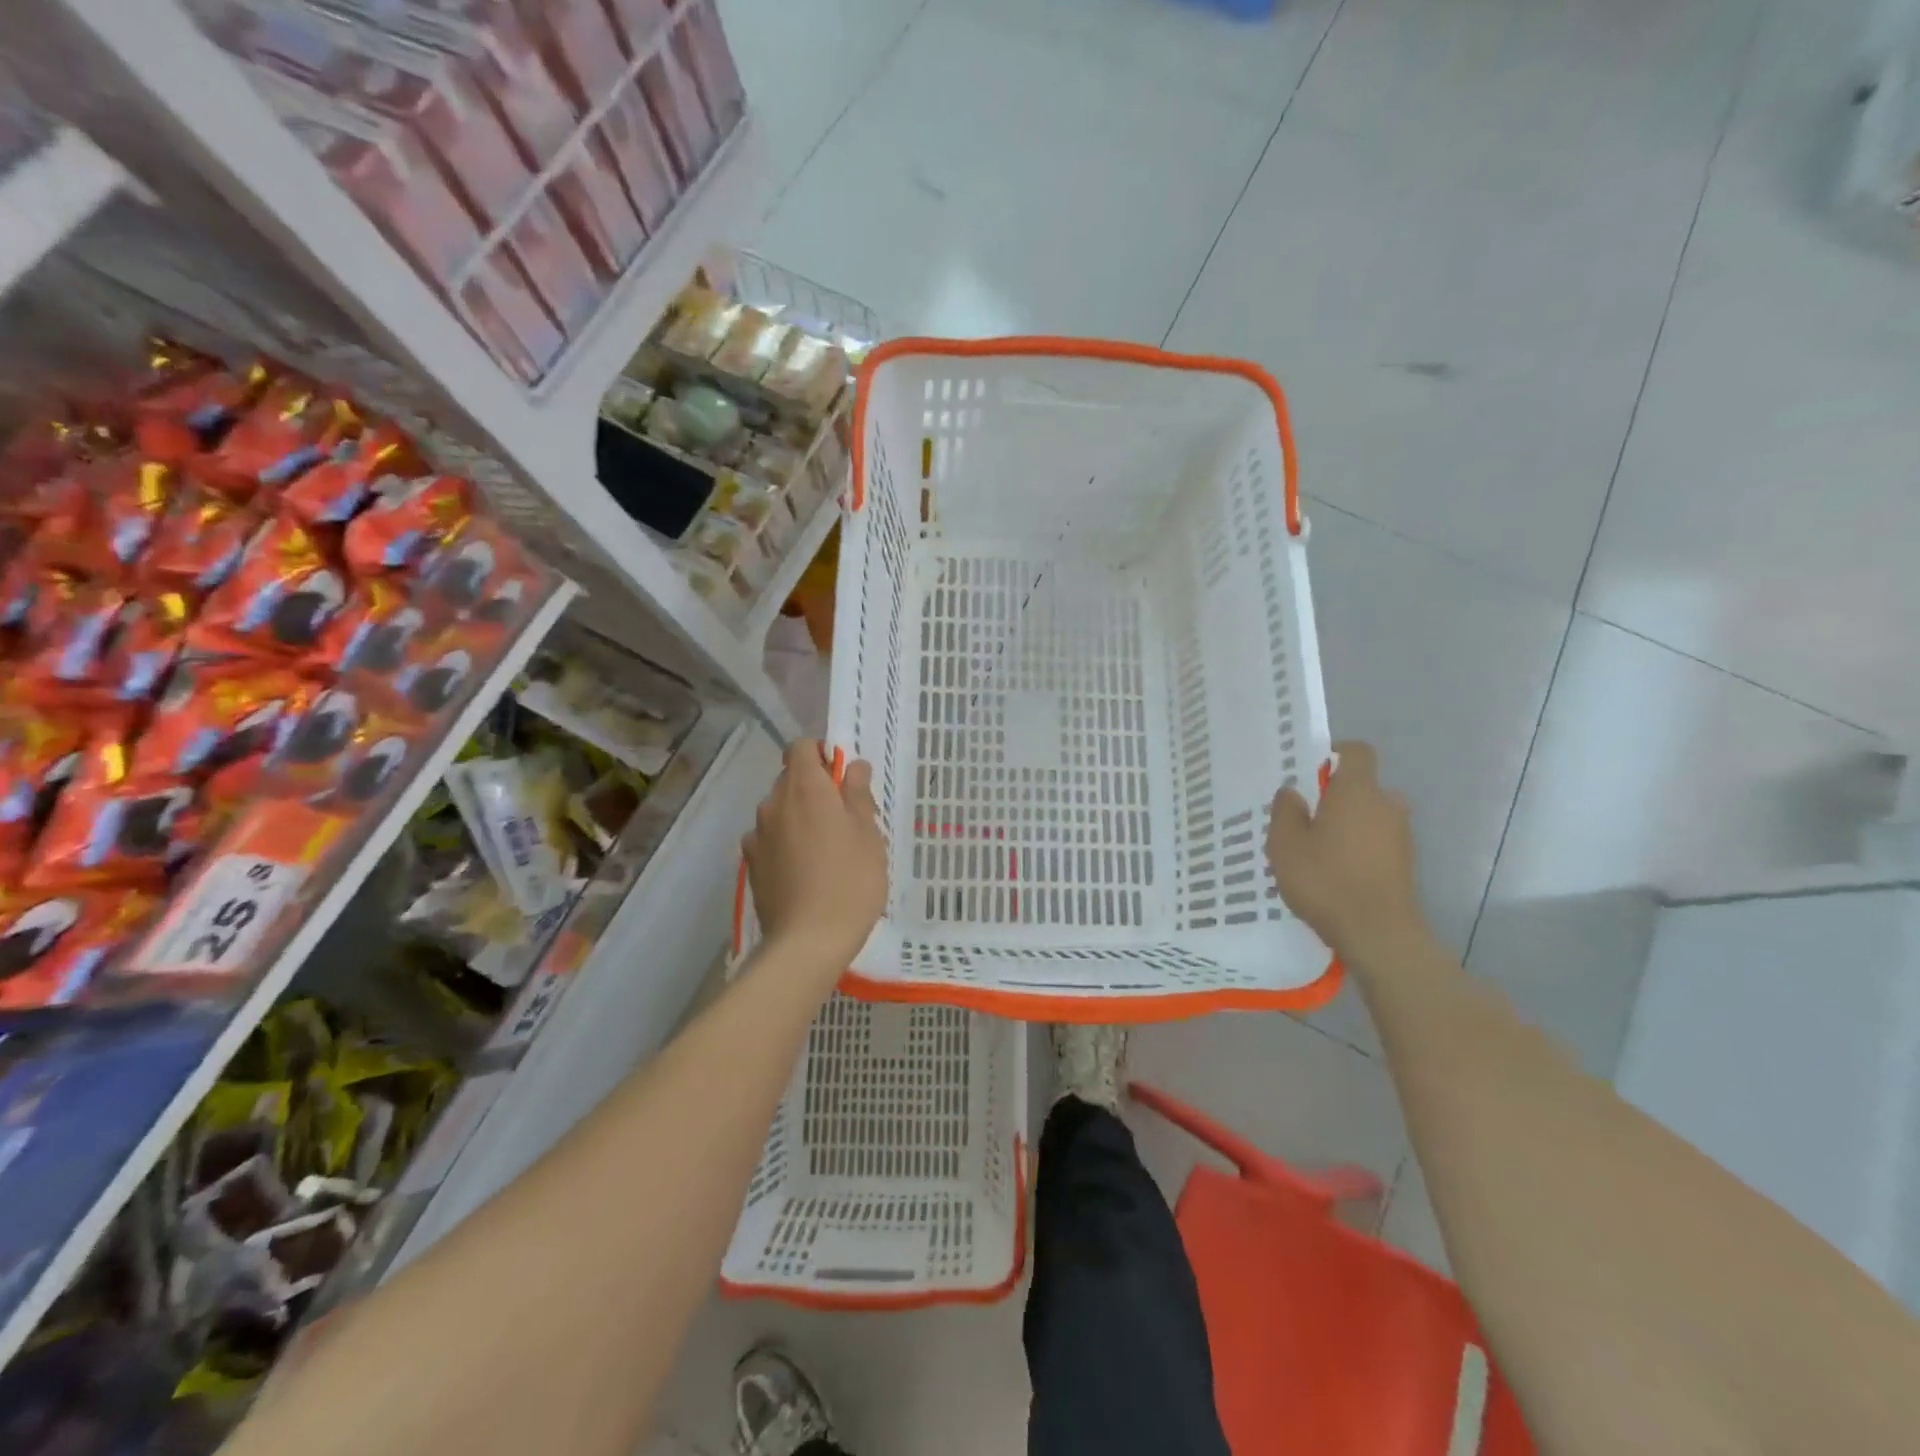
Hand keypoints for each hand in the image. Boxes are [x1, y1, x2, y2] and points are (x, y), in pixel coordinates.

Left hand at [744, 740, 887, 970]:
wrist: (808, 941)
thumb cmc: (850, 881)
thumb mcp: (868, 834)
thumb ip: (857, 794)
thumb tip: (852, 766)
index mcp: (805, 788)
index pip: (801, 747)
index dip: (821, 754)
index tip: (842, 778)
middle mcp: (773, 803)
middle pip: (790, 778)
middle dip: (814, 789)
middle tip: (844, 818)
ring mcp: (757, 834)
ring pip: (779, 810)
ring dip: (799, 817)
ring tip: (825, 850)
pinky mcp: (751, 863)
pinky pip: (770, 839)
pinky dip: (784, 843)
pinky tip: (803, 870)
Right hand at [1266, 740, 1429, 963]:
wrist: (1378, 934)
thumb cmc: (1326, 880)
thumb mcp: (1285, 845)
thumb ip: (1286, 811)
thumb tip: (1293, 792)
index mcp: (1358, 791)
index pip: (1357, 752)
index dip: (1335, 753)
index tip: (1311, 771)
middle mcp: (1387, 805)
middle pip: (1362, 786)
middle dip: (1336, 796)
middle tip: (1305, 818)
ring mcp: (1401, 835)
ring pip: (1370, 815)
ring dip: (1347, 824)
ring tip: (1317, 849)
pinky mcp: (1406, 863)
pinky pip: (1377, 840)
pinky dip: (1358, 847)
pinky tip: (1335, 872)